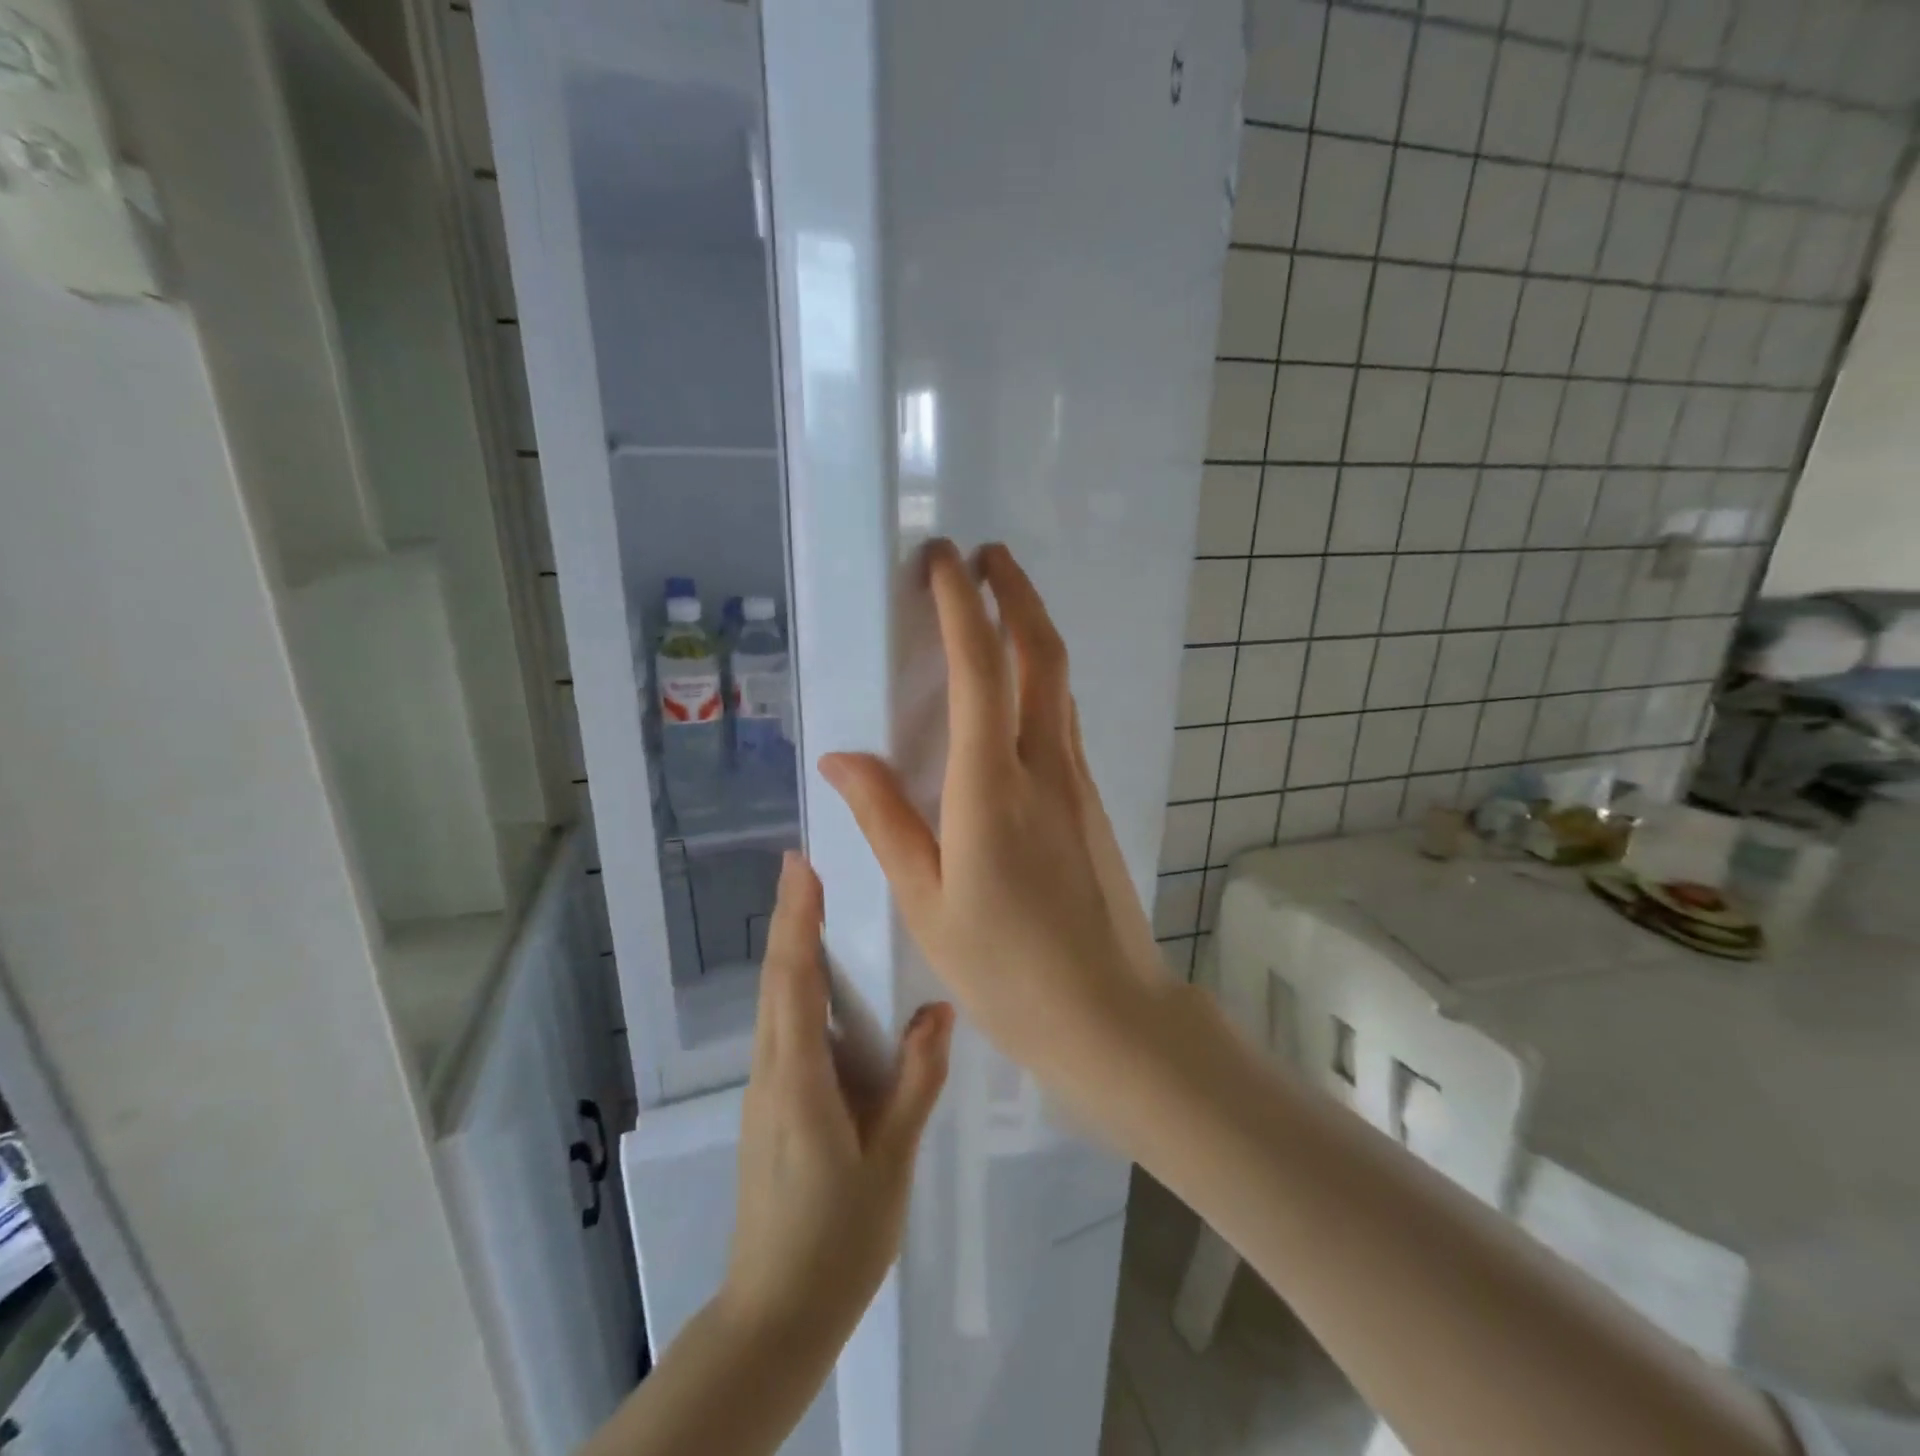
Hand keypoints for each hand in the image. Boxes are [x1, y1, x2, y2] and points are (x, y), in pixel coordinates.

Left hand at [721, 852, 953, 1343]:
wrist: (776, 1313)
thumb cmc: (838, 1239)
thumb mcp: (890, 1161)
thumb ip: (914, 1082)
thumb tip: (939, 1011)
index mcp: (798, 1080)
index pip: (793, 982)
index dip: (795, 921)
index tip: (798, 868)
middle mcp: (771, 1072)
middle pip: (775, 980)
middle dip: (788, 919)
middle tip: (803, 866)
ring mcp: (763, 1089)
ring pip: (772, 1002)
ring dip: (788, 948)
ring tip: (813, 905)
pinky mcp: (769, 1104)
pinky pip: (780, 1027)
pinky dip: (793, 985)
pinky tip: (819, 981)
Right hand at [819, 540, 1167, 1116]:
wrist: (1110, 1014)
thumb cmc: (1006, 969)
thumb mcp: (926, 902)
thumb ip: (884, 820)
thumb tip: (840, 757)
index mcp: (992, 788)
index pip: (979, 670)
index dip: (961, 606)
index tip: (943, 560)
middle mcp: (1045, 766)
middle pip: (1041, 653)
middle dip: (1014, 592)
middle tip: (983, 556)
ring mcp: (1077, 780)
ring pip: (1060, 681)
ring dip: (1032, 628)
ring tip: (998, 602)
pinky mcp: (1091, 800)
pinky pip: (1064, 716)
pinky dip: (1041, 676)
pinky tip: (1018, 687)